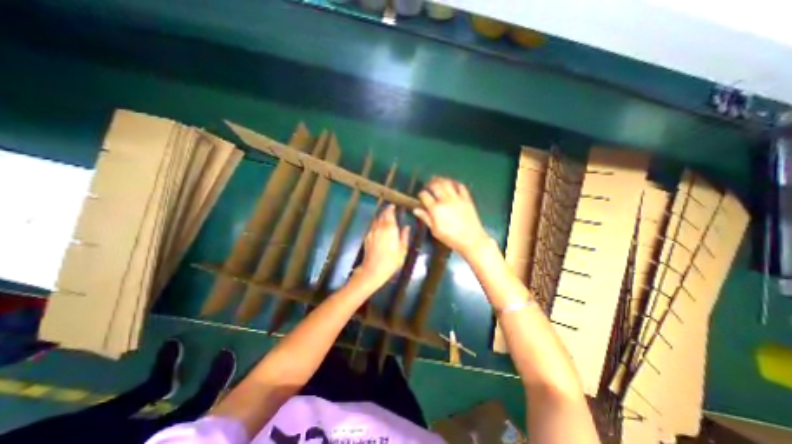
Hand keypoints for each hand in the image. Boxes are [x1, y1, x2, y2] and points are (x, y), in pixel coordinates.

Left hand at [358, 202, 407, 284]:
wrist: (373, 269)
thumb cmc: (391, 260)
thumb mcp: (402, 249)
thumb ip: (404, 236)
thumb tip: (406, 227)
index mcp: (390, 228)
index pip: (389, 214)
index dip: (391, 209)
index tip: (393, 206)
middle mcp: (379, 227)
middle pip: (382, 215)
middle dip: (385, 211)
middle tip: (390, 210)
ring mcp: (372, 232)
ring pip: (376, 220)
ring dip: (380, 217)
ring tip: (384, 217)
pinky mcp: (367, 237)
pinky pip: (372, 227)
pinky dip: (376, 224)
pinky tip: (378, 228)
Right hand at [415, 177, 488, 256]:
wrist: (471, 239)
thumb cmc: (451, 238)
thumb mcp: (435, 230)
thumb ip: (425, 218)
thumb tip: (416, 209)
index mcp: (436, 209)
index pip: (425, 195)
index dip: (421, 194)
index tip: (420, 195)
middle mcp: (445, 200)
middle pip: (435, 185)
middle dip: (429, 183)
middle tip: (428, 185)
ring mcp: (457, 198)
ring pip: (447, 183)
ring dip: (441, 180)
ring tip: (437, 180)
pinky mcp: (467, 198)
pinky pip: (460, 186)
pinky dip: (455, 183)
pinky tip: (452, 184)